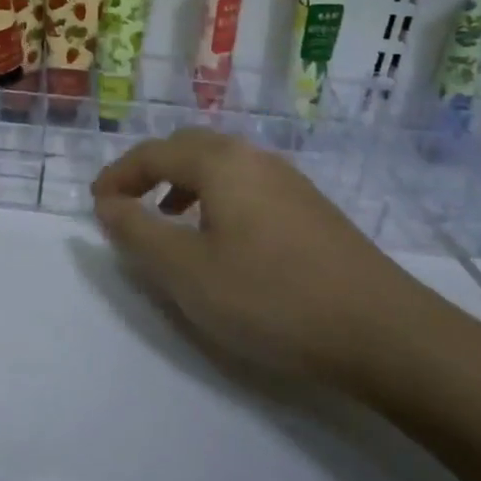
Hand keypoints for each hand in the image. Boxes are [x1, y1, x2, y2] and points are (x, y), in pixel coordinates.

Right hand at [91, 128, 442, 395]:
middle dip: (151, 172)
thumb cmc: (271, 297)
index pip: (153, 152)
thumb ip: (136, 232)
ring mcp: (290, 181)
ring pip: (222, 167)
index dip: (118, 175)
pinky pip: (248, 188)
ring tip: (170, 224)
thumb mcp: (186, 271)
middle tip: (129, 206)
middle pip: (189, 148)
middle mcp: (255, 158)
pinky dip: (217, 201)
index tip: (95, 204)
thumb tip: (107, 203)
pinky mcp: (313, 209)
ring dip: (185, 186)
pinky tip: (224, 243)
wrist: (384, 332)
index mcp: (220, 162)